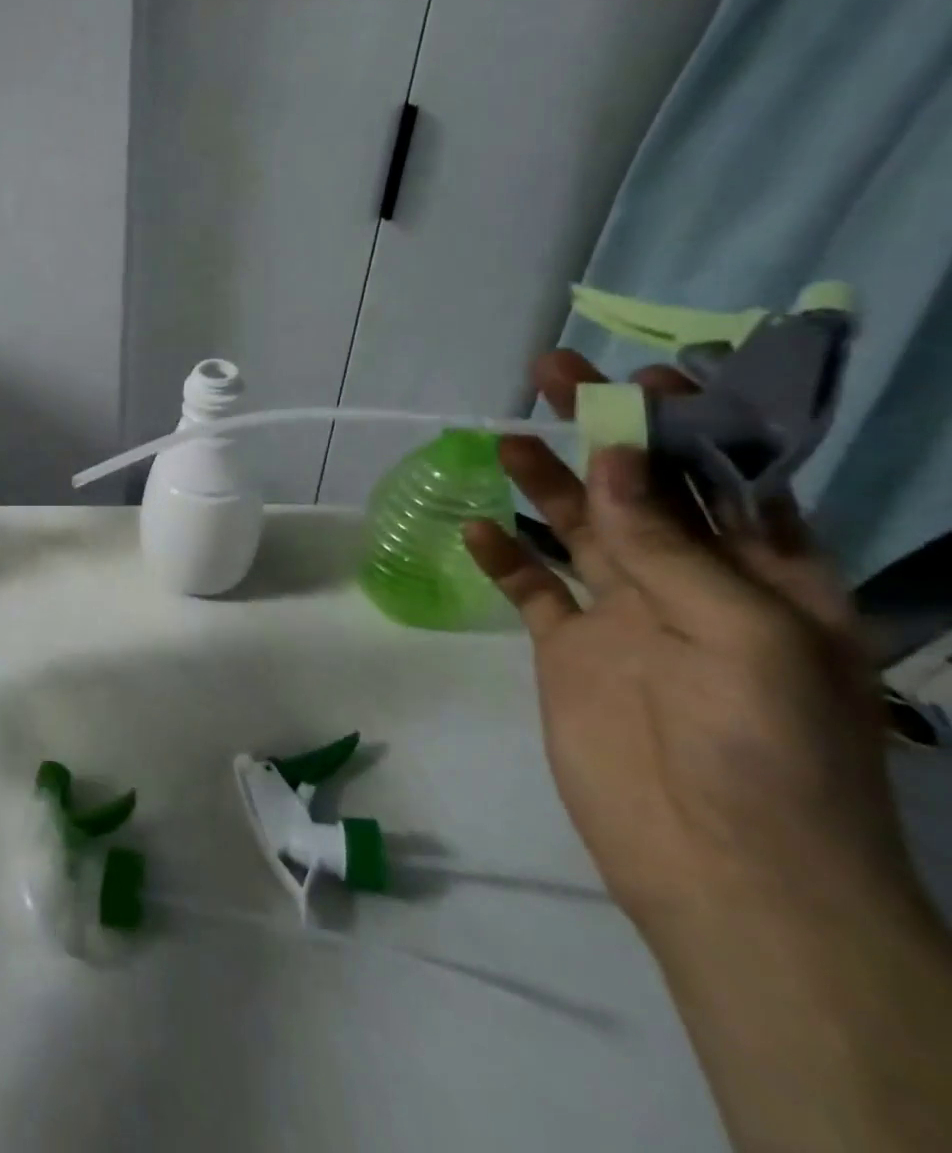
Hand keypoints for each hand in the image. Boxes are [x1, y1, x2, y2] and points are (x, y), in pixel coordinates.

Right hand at [463, 352, 914, 931]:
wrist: (721, 868)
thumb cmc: (765, 747)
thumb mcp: (742, 632)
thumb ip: (670, 542)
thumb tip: (612, 456)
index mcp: (767, 575)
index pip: (726, 474)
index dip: (688, 421)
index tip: (643, 373)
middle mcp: (693, 583)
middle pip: (637, 488)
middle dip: (599, 431)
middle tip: (550, 375)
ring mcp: (623, 615)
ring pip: (577, 529)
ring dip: (541, 483)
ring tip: (501, 439)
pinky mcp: (567, 648)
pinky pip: (530, 588)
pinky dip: (502, 556)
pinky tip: (473, 528)